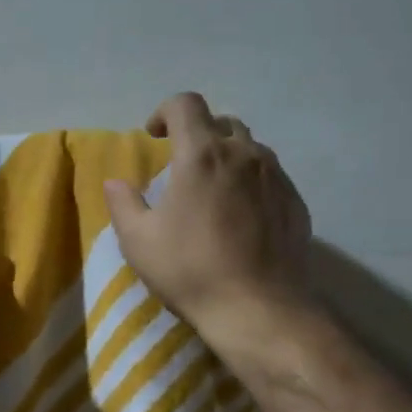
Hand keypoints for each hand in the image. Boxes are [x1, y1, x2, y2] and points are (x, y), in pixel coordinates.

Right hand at [104, 92, 313, 338]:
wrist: (258, 307)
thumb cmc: (190, 269)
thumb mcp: (138, 240)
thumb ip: (123, 203)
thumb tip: (115, 182)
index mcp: (202, 155)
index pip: (186, 105)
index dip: (165, 111)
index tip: (154, 136)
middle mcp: (244, 154)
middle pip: (222, 123)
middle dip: (198, 134)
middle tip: (182, 165)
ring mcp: (276, 177)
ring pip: (250, 149)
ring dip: (227, 157)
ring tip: (213, 190)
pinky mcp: (296, 202)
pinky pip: (270, 177)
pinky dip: (250, 182)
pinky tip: (240, 216)